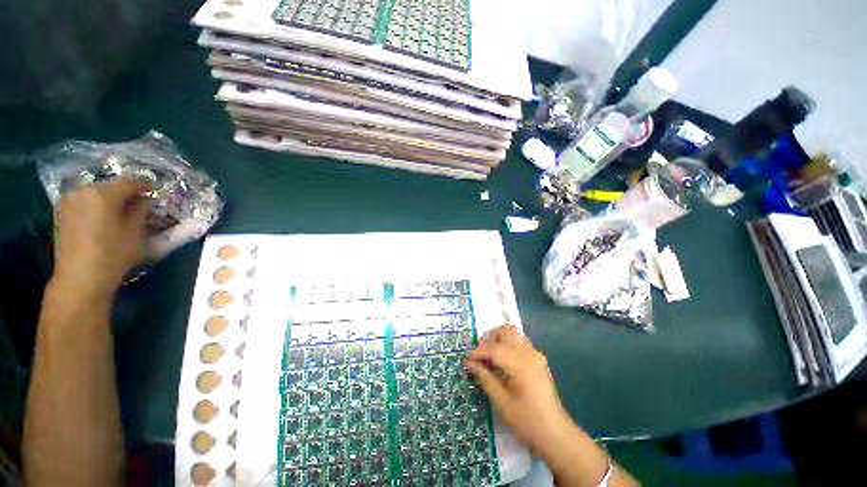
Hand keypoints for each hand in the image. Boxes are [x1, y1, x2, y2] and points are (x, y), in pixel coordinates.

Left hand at [51, 179, 152, 300]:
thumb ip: (141, 210)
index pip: (129, 183)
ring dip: (111, 198)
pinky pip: (85, 200)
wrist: (79, 278)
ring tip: (123, 208)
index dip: (145, 185)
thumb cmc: (112, 254)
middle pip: (110, 185)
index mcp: (103, 193)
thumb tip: (147, 200)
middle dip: (126, 192)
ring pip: (96, 192)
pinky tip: (105, 214)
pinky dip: (97, 204)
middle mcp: (83, 190)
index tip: (156, 190)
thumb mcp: (134, 232)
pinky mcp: (62, 211)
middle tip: (141, 200)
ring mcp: (69, 200)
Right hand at [464, 325, 572, 458]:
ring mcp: (536, 354)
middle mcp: (529, 353)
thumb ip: (484, 378)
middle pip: (505, 331)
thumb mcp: (501, 402)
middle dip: (489, 339)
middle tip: (479, 355)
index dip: (477, 352)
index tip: (466, 360)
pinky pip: (520, 341)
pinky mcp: (538, 359)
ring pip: (513, 333)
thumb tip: (468, 363)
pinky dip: (507, 344)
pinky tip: (503, 361)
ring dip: (498, 339)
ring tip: (489, 356)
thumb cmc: (527, 421)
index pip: (494, 348)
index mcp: (520, 364)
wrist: (556, 433)